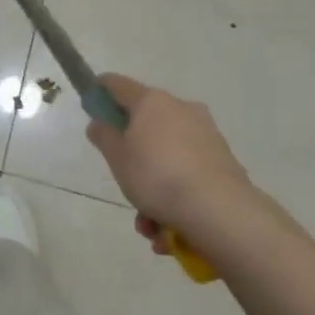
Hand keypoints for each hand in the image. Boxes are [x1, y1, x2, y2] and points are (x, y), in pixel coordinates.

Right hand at [86, 75, 251, 240]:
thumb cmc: (157, 176)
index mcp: (151, 101)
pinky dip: (176, 194)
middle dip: (132, 155)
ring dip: (154, 185)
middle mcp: (180, 108)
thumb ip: (104, 136)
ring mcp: (205, 133)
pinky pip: (188, 172)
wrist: (220, 210)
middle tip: (123, 179)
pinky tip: (169, 229)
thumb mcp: (117, 158)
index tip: (91, 105)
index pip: (117, 84)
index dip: (100, 92)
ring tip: (148, 224)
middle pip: (146, 123)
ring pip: (167, 155)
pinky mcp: (222, 159)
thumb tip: (100, 122)